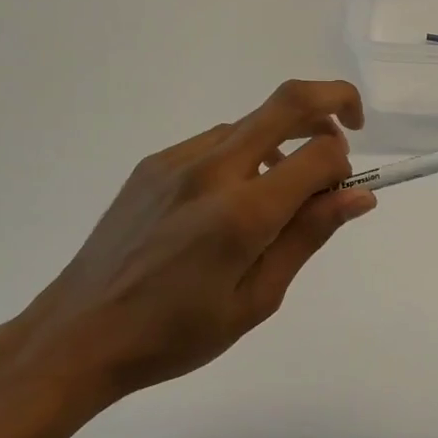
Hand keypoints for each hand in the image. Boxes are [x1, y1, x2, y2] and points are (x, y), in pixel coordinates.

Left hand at [3, 80, 374, 414]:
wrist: (79, 335)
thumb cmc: (176, 333)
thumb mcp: (257, 298)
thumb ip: (308, 236)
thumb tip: (359, 196)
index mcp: (243, 213)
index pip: (319, 153)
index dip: (344, 164)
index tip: (344, 192)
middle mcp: (212, 170)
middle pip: (287, 103)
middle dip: (333, 102)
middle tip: (351, 130)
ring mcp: (177, 160)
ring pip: (251, 121)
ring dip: (286, 136)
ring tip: (284, 188)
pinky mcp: (153, 164)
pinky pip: (216, 141)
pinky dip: (245, 153)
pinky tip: (233, 198)